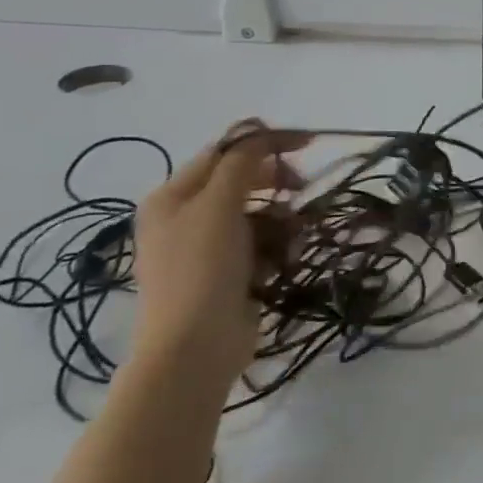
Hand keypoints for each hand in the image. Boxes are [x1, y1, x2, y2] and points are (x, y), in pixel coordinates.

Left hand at [131, 121, 312, 385]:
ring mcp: (208, 249)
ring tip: (291, 238)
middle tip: (302, 189)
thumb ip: (241, 163)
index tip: (309, 143)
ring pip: (259, 215)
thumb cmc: (202, 269)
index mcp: (172, 196)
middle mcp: (186, 218)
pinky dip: (278, 248)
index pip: (224, 152)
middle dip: (275, 184)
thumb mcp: (218, 205)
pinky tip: (283, 261)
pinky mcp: (230, 275)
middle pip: (242, 182)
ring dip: (281, 220)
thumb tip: (261, 135)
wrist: (194, 348)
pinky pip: (263, 245)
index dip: (266, 142)